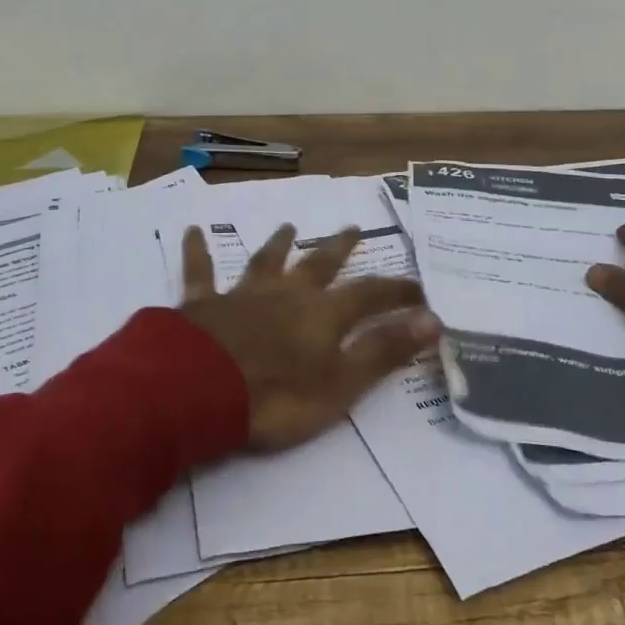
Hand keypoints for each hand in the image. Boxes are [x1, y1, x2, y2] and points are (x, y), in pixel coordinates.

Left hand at [179, 223, 438, 450]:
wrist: (201, 392)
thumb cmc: (277, 398)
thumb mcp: (342, 384)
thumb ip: (384, 351)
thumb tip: (432, 321)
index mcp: (322, 314)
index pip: (369, 295)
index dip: (396, 291)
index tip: (419, 288)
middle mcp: (286, 293)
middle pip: (318, 264)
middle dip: (339, 248)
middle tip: (353, 227)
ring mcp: (243, 294)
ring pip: (265, 261)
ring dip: (278, 243)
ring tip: (288, 226)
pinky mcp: (203, 304)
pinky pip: (200, 272)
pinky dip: (197, 251)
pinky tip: (192, 231)